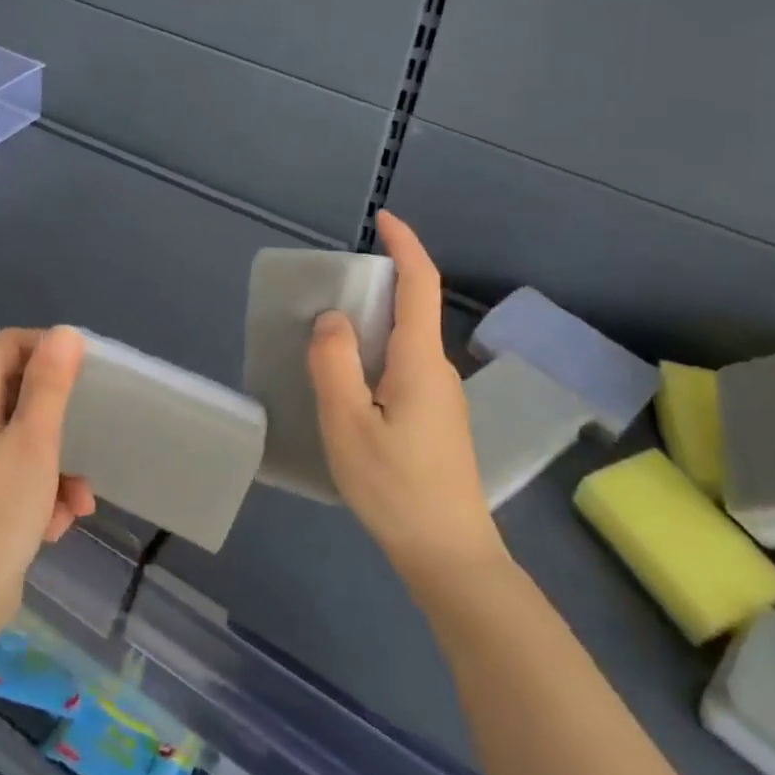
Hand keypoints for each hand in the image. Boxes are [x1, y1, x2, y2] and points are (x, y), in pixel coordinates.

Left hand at [0, 327, 95, 636]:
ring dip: (57, 464)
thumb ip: (49, 385)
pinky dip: (41, 493)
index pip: (5, 345)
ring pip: (23, 443)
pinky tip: (58, 525)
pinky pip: (15, 478)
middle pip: (17, 395)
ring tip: (79, 500)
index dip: (44, 347)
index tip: (80, 372)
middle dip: (59, 419)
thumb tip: (63, 332)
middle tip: (89, 433)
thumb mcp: (35, 442)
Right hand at [308, 211, 503, 585]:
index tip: (382, 219)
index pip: (420, 284)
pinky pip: (401, 370)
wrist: (448, 555)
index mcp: (419, 361)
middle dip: (374, 288)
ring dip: (369, 329)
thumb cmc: (394, 487)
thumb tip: (332, 318)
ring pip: (403, 344)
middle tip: (326, 294)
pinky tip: (347, 389)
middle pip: (410, 311)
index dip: (405, 245)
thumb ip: (334, 364)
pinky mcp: (436, 421)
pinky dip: (373, 359)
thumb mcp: (348, 424)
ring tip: (325, 343)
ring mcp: (440, 398)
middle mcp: (437, 370)